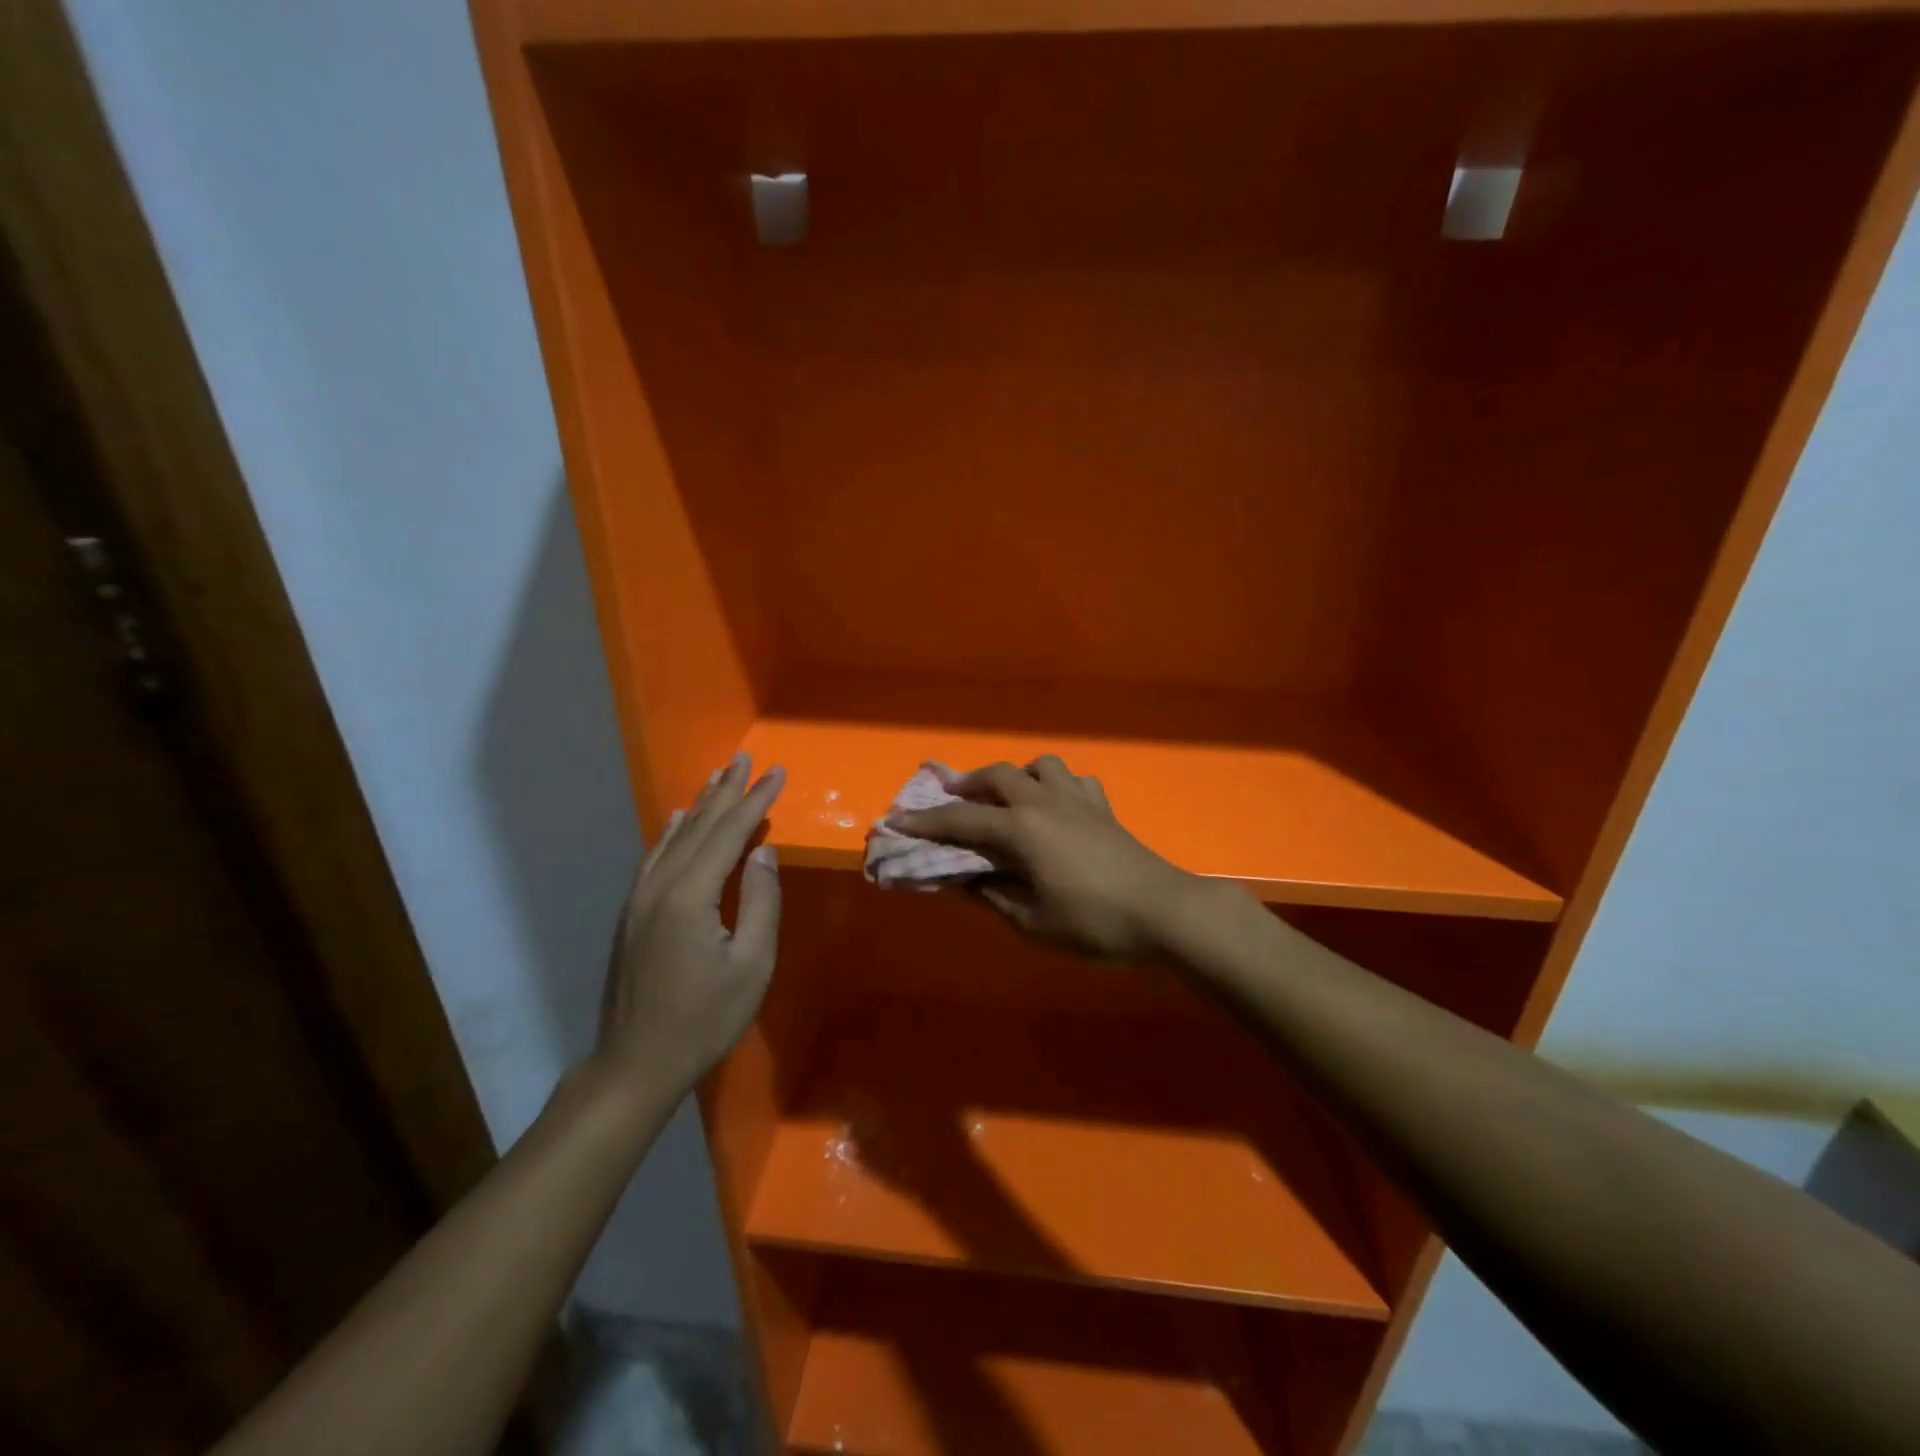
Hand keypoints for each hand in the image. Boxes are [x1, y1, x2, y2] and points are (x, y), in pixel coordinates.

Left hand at [593, 753, 784, 1100]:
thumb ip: (761, 902)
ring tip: (719, 775)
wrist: (635, 1064)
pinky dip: (670, 831)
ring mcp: (639, 898)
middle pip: (698, 825)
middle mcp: (659, 885)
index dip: (755, 800)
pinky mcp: (631, 913)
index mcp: (690, 896)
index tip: (777, 772)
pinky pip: (654, 857)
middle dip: (726, 790)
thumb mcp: (751, 966)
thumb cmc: (703, 1019)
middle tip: (746, 758)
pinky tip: (675, 818)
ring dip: (699, 804)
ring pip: (674, 837)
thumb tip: (764, 852)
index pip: (729, 833)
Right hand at [889, 756, 1195, 960]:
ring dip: (1016, 775)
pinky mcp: (1103, 807)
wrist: (1162, 910)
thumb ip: (993, 895)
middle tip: (949, 799)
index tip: (895, 820)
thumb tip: (965, 879)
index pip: (960, 821)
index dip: (925, 822)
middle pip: (996, 776)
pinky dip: (1057, 786)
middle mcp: (1043, 802)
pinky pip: (1074, 781)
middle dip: (966, 785)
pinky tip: (1058, 808)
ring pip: (1039, 765)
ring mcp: (1077, 799)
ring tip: (1009, 799)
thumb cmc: (1093, 921)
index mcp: (1020, 830)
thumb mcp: (1032, 921)